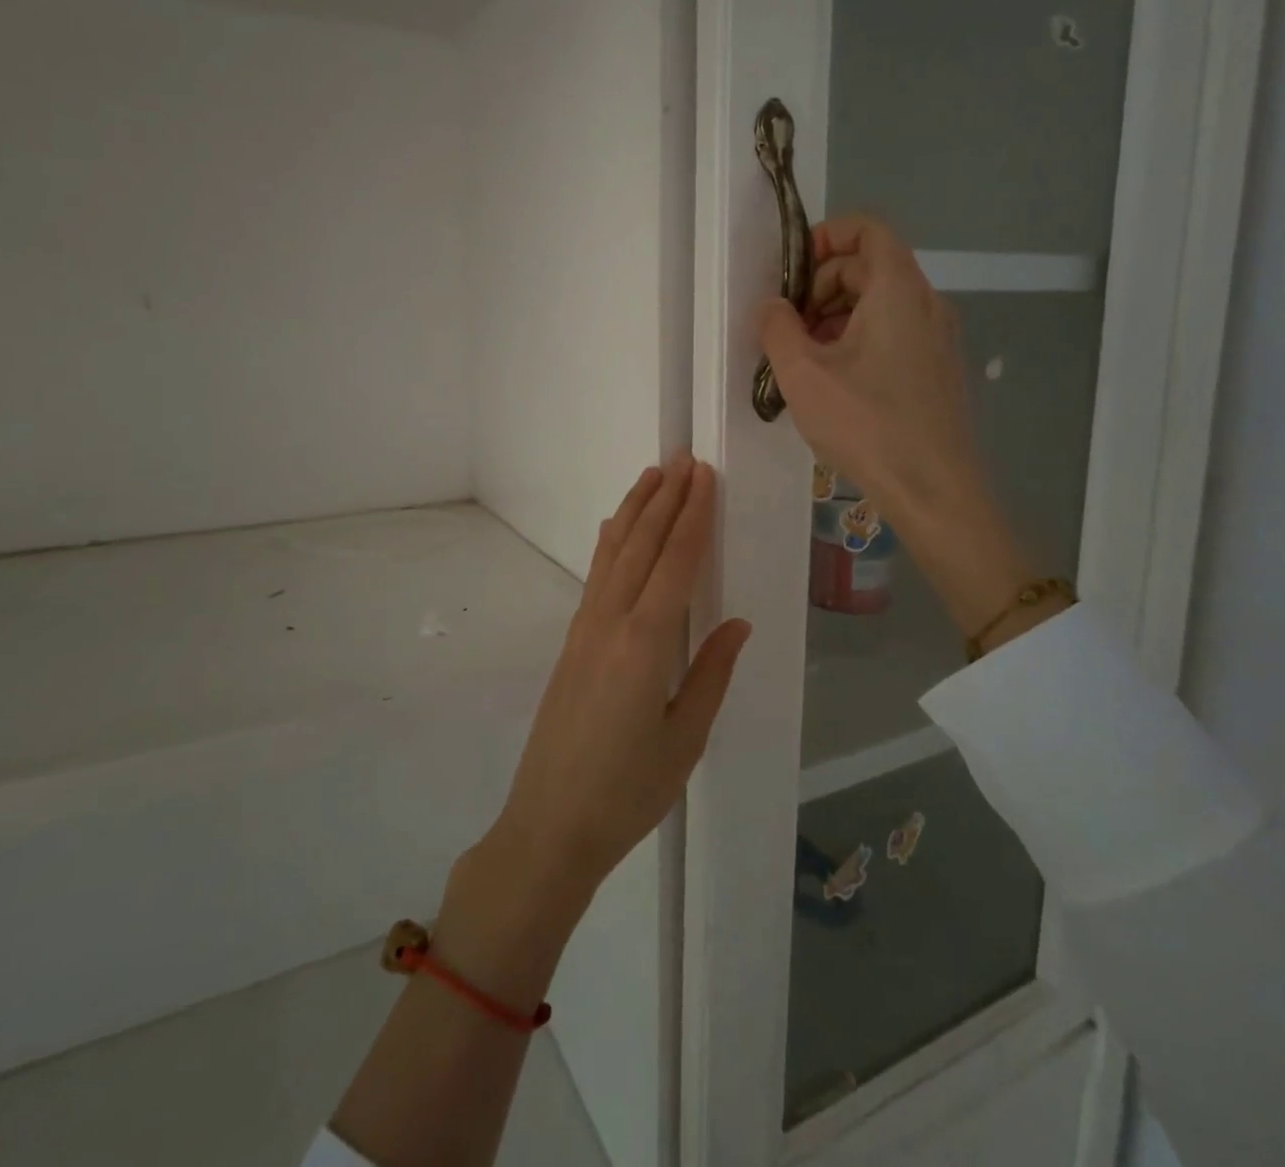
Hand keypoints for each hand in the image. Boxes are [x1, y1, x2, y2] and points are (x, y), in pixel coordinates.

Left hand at [477, 455, 750, 915]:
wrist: (548, 826)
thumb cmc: (627, 793)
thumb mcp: (684, 740)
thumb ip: (710, 673)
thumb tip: (736, 622)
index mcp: (645, 644)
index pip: (675, 563)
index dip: (693, 516)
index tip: (704, 476)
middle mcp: (610, 623)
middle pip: (641, 546)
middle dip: (664, 499)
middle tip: (683, 458)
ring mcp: (584, 630)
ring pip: (612, 554)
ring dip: (634, 511)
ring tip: (651, 476)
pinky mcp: (571, 643)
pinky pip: (596, 576)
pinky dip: (610, 543)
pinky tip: (613, 529)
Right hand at [759, 215, 1036, 633]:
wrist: (934, 489)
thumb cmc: (866, 425)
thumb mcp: (804, 375)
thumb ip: (778, 328)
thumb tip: (771, 306)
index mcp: (898, 290)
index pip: (867, 228)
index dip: (825, 237)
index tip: (790, 274)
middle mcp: (926, 303)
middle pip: (870, 266)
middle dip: (821, 286)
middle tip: (788, 328)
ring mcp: (938, 338)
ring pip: (880, 303)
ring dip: (835, 317)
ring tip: (804, 360)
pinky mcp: (937, 369)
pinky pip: (894, 333)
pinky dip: (858, 340)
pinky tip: (834, 383)